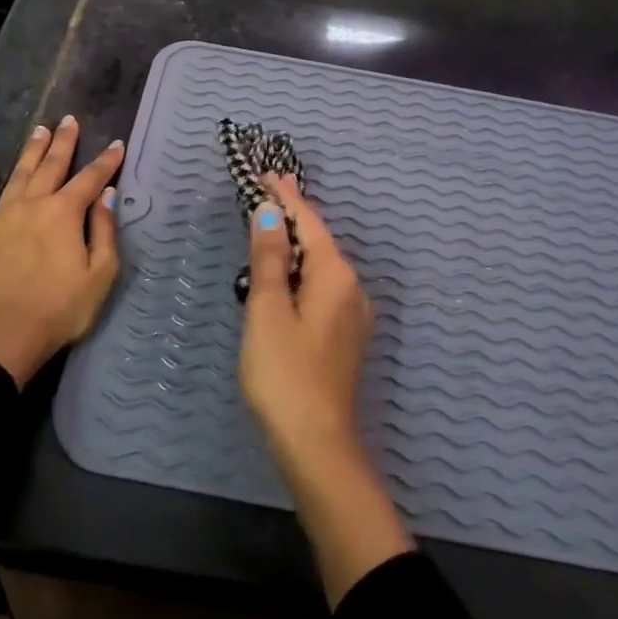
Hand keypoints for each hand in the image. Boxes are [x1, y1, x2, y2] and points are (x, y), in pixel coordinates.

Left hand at [0, 116, 125, 386]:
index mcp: (64, 213)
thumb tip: (106, 195)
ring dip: (31, 151)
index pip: (90, 179)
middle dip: (64, 142)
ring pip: (18, 174)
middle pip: (51, 166)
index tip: (116, 144)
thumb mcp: (100, 275)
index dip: (106, 161)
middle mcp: (32, 204)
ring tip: (40, 130)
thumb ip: (104, 231)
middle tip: (69, 120)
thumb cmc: (58, 311)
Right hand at [239, 173, 412, 604]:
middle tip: (264, 196)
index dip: (287, 197)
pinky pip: (322, 288)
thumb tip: (270, 213)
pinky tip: (285, 278)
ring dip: (296, 246)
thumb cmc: (285, 373)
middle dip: (292, 218)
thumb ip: (269, 258)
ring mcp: (353, 315)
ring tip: (270, 230)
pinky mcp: (345, 337)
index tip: (268, 175)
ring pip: (321, 266)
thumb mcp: (267, 309)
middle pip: (318, 241)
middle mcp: (352, 288)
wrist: (317, 444)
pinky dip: (301, 273)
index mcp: (335, 275)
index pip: (309, 222)